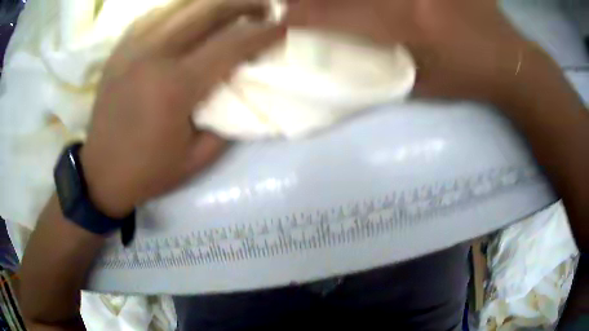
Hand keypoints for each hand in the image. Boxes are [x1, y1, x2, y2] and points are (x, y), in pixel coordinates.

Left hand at [82, 0, 284, 217]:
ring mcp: (132, 47)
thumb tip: (244, 86)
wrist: (102, 173)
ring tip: (231, 9)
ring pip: (181, 5)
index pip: (232, 44)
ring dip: (214, 3)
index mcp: (175, 86)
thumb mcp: (198, 158)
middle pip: (208, 10)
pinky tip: (190, 16)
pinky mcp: (119, 50)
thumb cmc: (149, 171)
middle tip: (264, 8)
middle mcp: (153, 55)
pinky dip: (180, 10)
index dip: (264, 32)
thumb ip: (227, 118)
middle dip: (244, 4)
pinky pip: (155, 15)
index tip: (284, 26)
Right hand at [286, 0, 545, 102]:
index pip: (338, 15)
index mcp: (408, 27)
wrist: (509, 62)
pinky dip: (378, 0)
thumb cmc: (466, 79)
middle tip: (297, 3)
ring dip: (351, 0)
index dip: (303, 14)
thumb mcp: (421, 85)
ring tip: (333, 5)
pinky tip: (383, 7)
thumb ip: (380, 66)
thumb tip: (342, 52)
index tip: (280, 17)